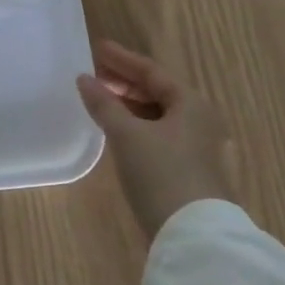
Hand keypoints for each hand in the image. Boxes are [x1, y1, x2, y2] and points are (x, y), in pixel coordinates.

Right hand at [77, 41, 239, 238]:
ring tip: (100, 100)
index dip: (122, 59)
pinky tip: (116, 131)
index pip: (152, 71)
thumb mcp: (126, 135)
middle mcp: (199, 121)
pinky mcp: (189, 171)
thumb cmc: (161, 173)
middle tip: (94, 74)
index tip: (96, 48)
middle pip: (158, 92)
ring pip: (158, 115)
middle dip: (125, 81)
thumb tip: (84, 79)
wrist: (195, 236)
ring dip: (129, 104)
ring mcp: (197, 148)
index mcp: (191, 105)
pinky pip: (158, 135)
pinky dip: (136, 125)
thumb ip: (104, 104)